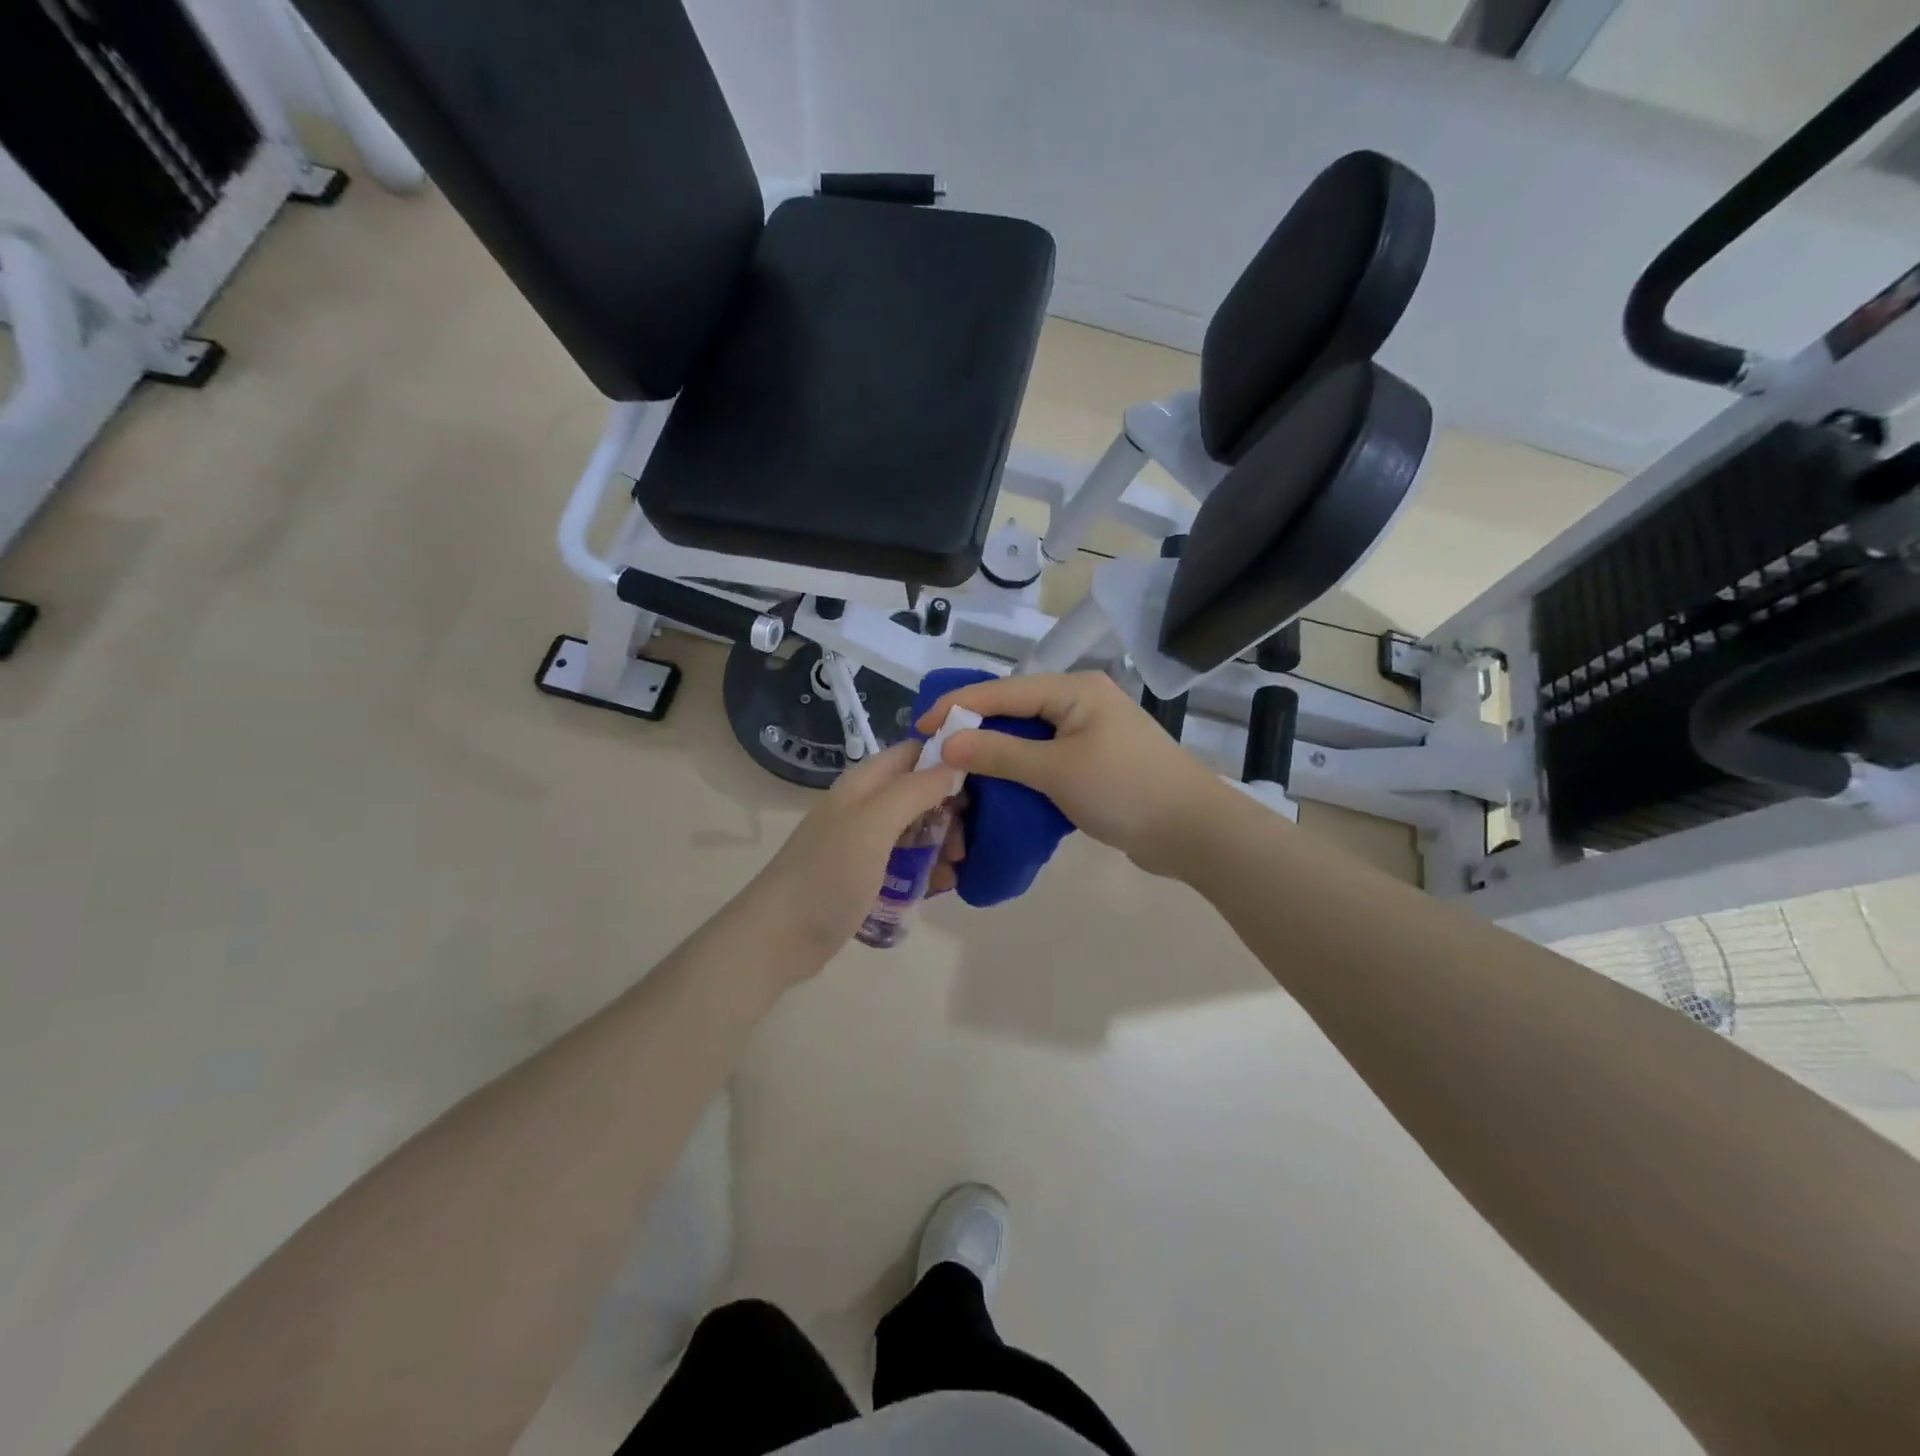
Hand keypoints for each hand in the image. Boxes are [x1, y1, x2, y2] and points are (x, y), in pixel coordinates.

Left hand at [748, 740, 966, 965]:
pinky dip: (927, 870)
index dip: (948, 759)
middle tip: (964, 841)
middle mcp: (866, 806)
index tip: (982, 782)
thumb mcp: (874, 824)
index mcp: (865, 783)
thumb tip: (956, 763)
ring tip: (956, 869)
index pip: (914, 752)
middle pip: (921, 792)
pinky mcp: (867, 875)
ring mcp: (866, 842)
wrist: (779, 938)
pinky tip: (942, 887)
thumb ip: (915, 790)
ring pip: (918, 829)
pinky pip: (908, 862)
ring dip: (943, 844)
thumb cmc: (828, 874)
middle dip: (950, 811)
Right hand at [920, 672, 1232, 878]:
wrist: (1194, 832)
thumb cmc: (1125, 790)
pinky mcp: (1096, 761)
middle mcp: (1081, 701)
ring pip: (1029, 735)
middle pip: (1014, 708)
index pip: (1002, 690)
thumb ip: (1000, 753)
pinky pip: (1047, 756)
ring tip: (956, 766)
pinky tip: (996, 784)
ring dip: (995, 751)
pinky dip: (1020, 768)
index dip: (957, 706)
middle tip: (933, 748)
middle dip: (973, 727)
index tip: (918, 727)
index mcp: (1074, 689)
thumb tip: (946, 742)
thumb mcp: (1056, 770)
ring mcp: (1091, 731)